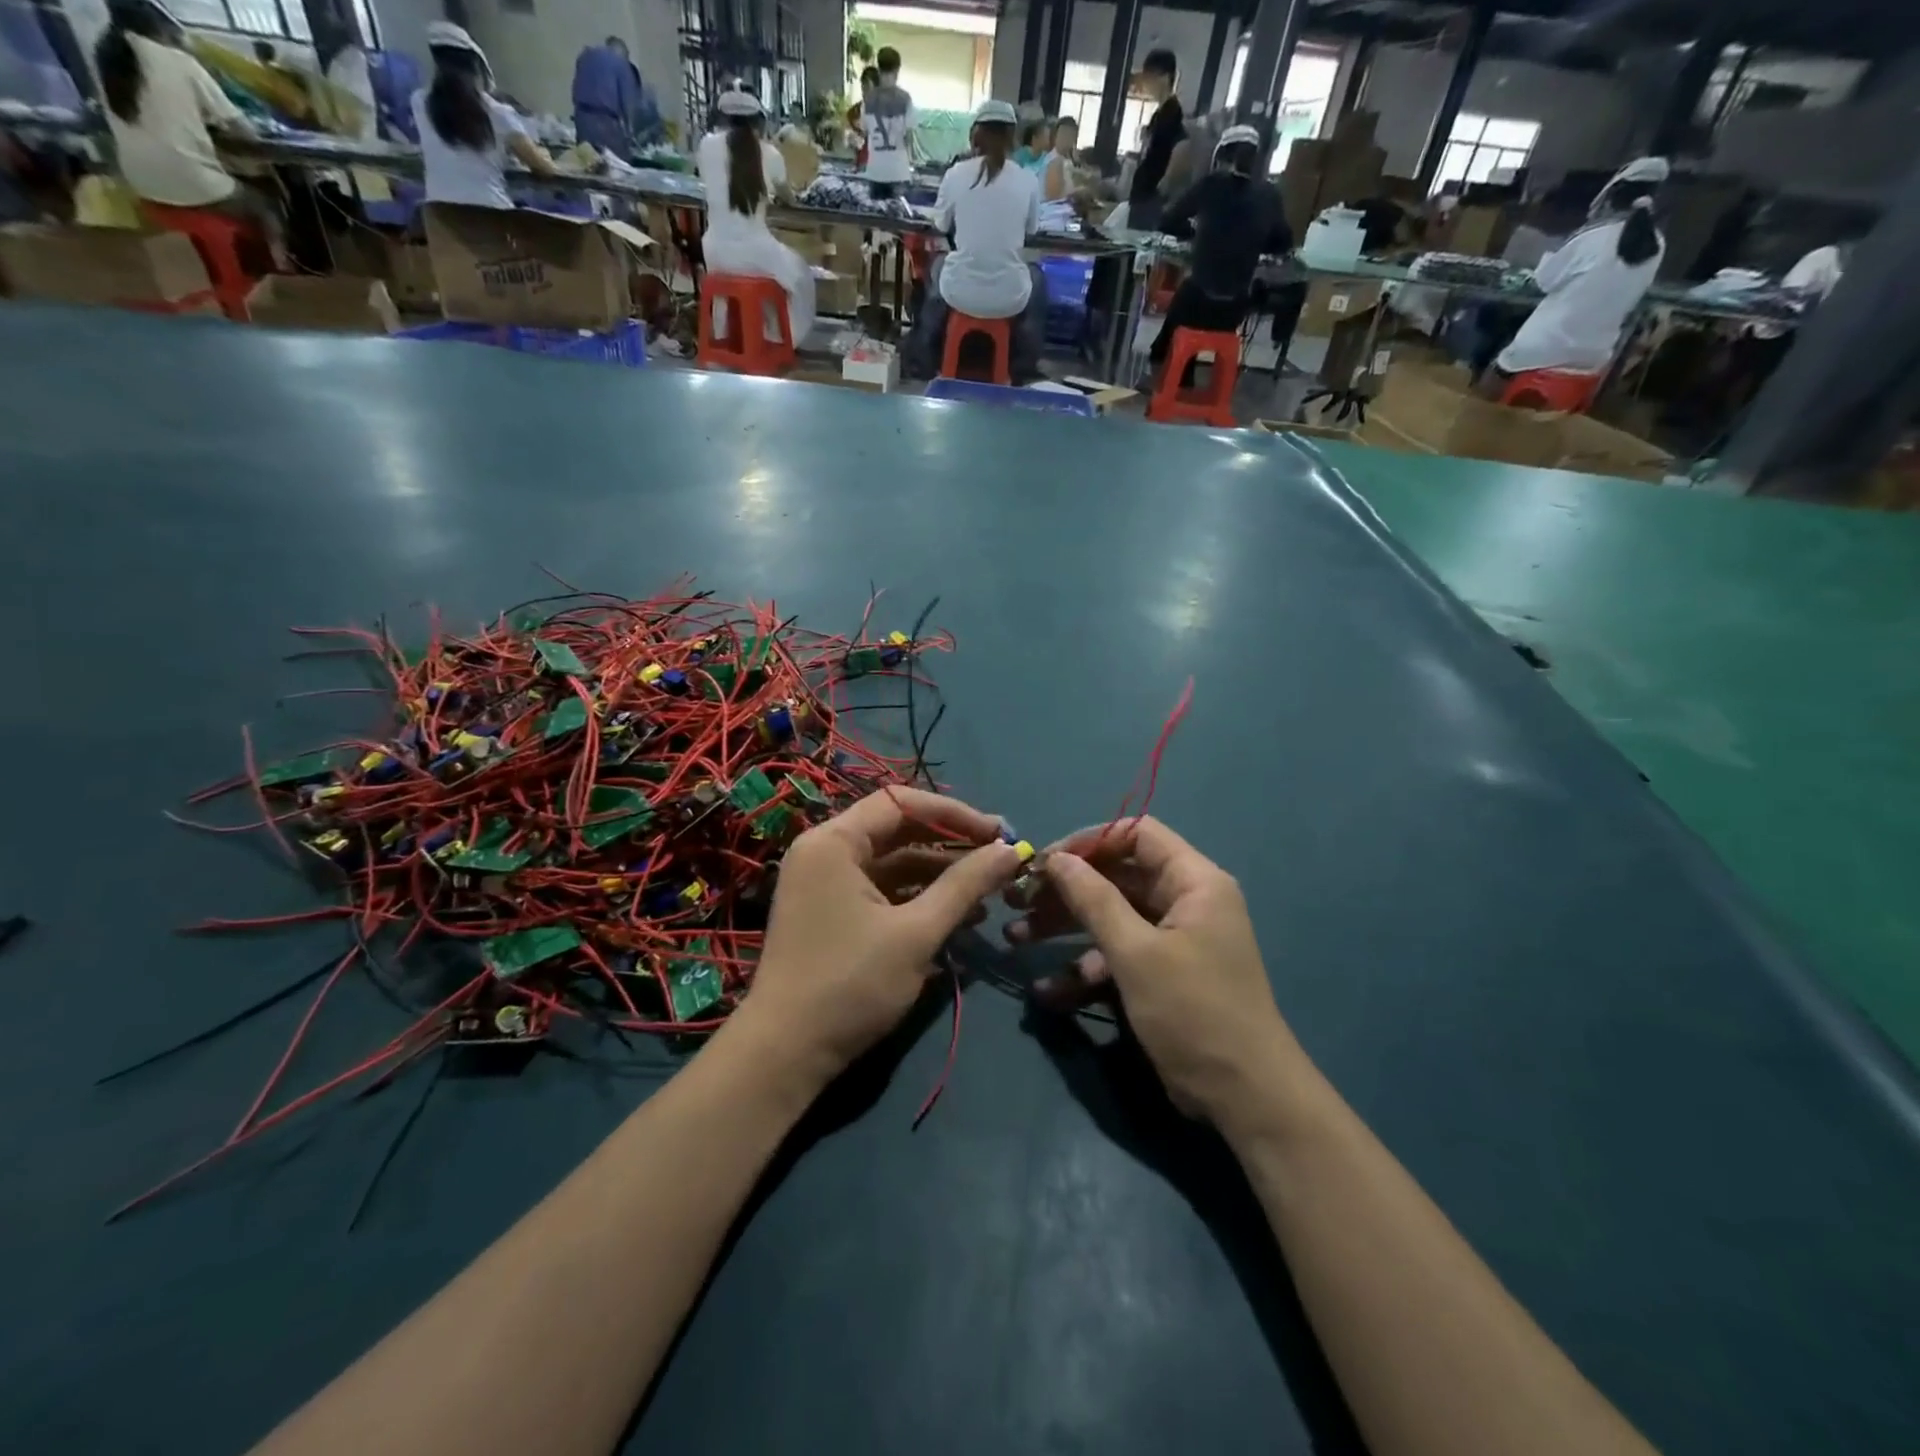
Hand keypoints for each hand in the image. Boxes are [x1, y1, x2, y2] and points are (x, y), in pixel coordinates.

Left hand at [736, 790, 1022, 1092]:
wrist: (785, 1054)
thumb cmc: (851, 984)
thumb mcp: (917, 933)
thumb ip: (966, 886)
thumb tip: (1012, 851)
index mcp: (834, 842)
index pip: (901, 802)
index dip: (954, 814)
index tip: (997, 833)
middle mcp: (825, 852)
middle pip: (898, 830)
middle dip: (951, 846)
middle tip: (999, 860)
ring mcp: (825, 884)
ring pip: (892, 863)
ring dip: (939, 876)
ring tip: (988, 896)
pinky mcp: (831, 913)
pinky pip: (881, 891)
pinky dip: (917, 899)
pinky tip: (959, 918)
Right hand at [1007, 818, 1299, 1124]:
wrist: (1244, 1098)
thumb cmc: (1193, 1011)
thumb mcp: (1136, 953)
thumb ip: (1094, 899)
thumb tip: (1057, 858)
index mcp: (1193, 881)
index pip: (1136, 834)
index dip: (1088, 841)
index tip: (1045, 861)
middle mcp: (1184, 901)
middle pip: (1116, 876)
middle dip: (1066, 889)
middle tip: (1018, 900)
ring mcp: (1172, 940)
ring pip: (1110, 917)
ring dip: (1065, 927)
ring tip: (1016, 938)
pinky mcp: (1160, 974)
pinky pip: (1117, 956)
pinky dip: (1084, 967)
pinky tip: (1047, 990)